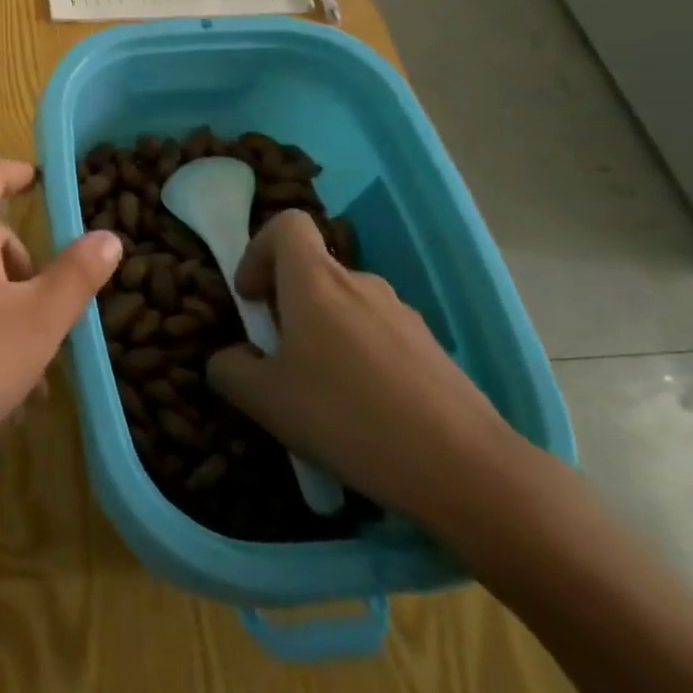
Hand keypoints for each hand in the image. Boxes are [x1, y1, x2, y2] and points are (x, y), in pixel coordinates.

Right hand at [205, 210, 519, 528]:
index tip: (252, 298)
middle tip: (278, 359)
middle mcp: (361, 283)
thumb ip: (229, 369)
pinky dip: (359, 359)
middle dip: (287, 305)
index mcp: (315, 281)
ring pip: (346, 307)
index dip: (258, 250)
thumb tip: (230, 358)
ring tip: (320, 396)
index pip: (286, 225)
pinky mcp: (432, 349)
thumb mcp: (263, 400)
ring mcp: (403, 314)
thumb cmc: (346, 417)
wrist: (464, 468)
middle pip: (313, 271)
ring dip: (323, 335)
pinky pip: (379, 338)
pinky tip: (363, 415)